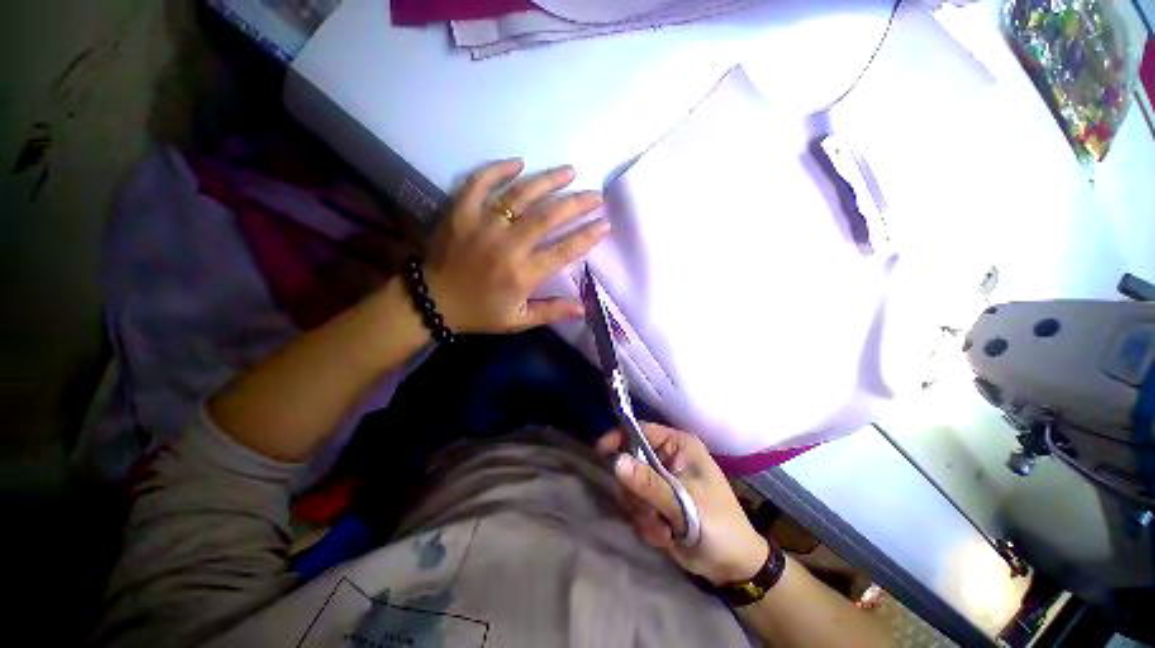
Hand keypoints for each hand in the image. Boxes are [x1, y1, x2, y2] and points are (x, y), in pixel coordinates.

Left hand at [424, 158, 608, 333]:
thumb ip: (551, 312)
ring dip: (548, 181)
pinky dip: (498, 170)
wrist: (433, 302)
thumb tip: (584, 308)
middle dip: (576, 203)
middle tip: (595, 194)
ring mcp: (482, 225)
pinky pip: (479, 183)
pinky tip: (519, 161)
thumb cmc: (480, 313)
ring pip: (520, 196)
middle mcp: (506, 246)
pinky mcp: (460, 213)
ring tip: (569, 171)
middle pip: (548, 217)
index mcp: (522, 274)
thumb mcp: (518, 321)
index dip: (586, 236)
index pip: (563, 251)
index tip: (604, 224)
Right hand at [598, 424, 769, 586]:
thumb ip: (648, 483)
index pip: (641, 430)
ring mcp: (662, 481)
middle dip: (637, 492)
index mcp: (679, 446)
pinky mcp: (657, 502)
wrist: (733, 567)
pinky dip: (646, 524)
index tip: (601, 453)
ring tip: (665, 529)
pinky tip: (666, 537)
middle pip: (631, 462)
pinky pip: (636, 507)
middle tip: (650, 511)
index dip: (620, 438)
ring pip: (630, 487)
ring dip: (642, 512)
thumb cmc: (717, 525)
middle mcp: (667, 458)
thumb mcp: (683, 504)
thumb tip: (616, 461)